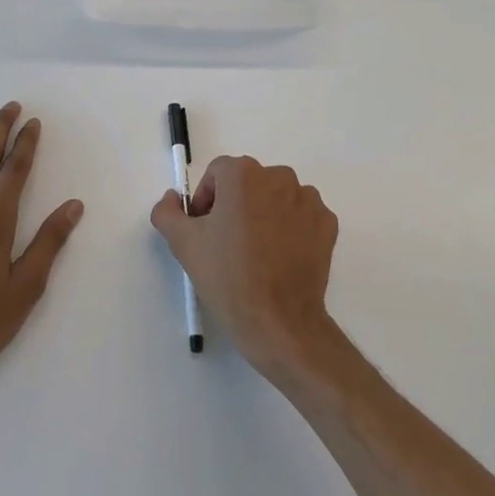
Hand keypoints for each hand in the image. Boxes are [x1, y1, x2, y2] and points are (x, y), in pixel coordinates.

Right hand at [151, 156, 342, 383]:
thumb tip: (172, 197)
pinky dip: (290, 228)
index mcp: (243, 175)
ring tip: (257, 253)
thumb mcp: (184, 244)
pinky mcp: (327, 222)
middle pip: (248, 183)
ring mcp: (307, 199)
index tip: (205, 231)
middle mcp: (279, 177)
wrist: (278, 321)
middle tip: (228, 244)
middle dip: (235, 206)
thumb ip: (167, 211)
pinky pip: (301, 215)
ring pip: (276, 197)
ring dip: (264, 214)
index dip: (207, 200)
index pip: (217, 174)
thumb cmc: (228, 277)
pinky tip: (280, 257)